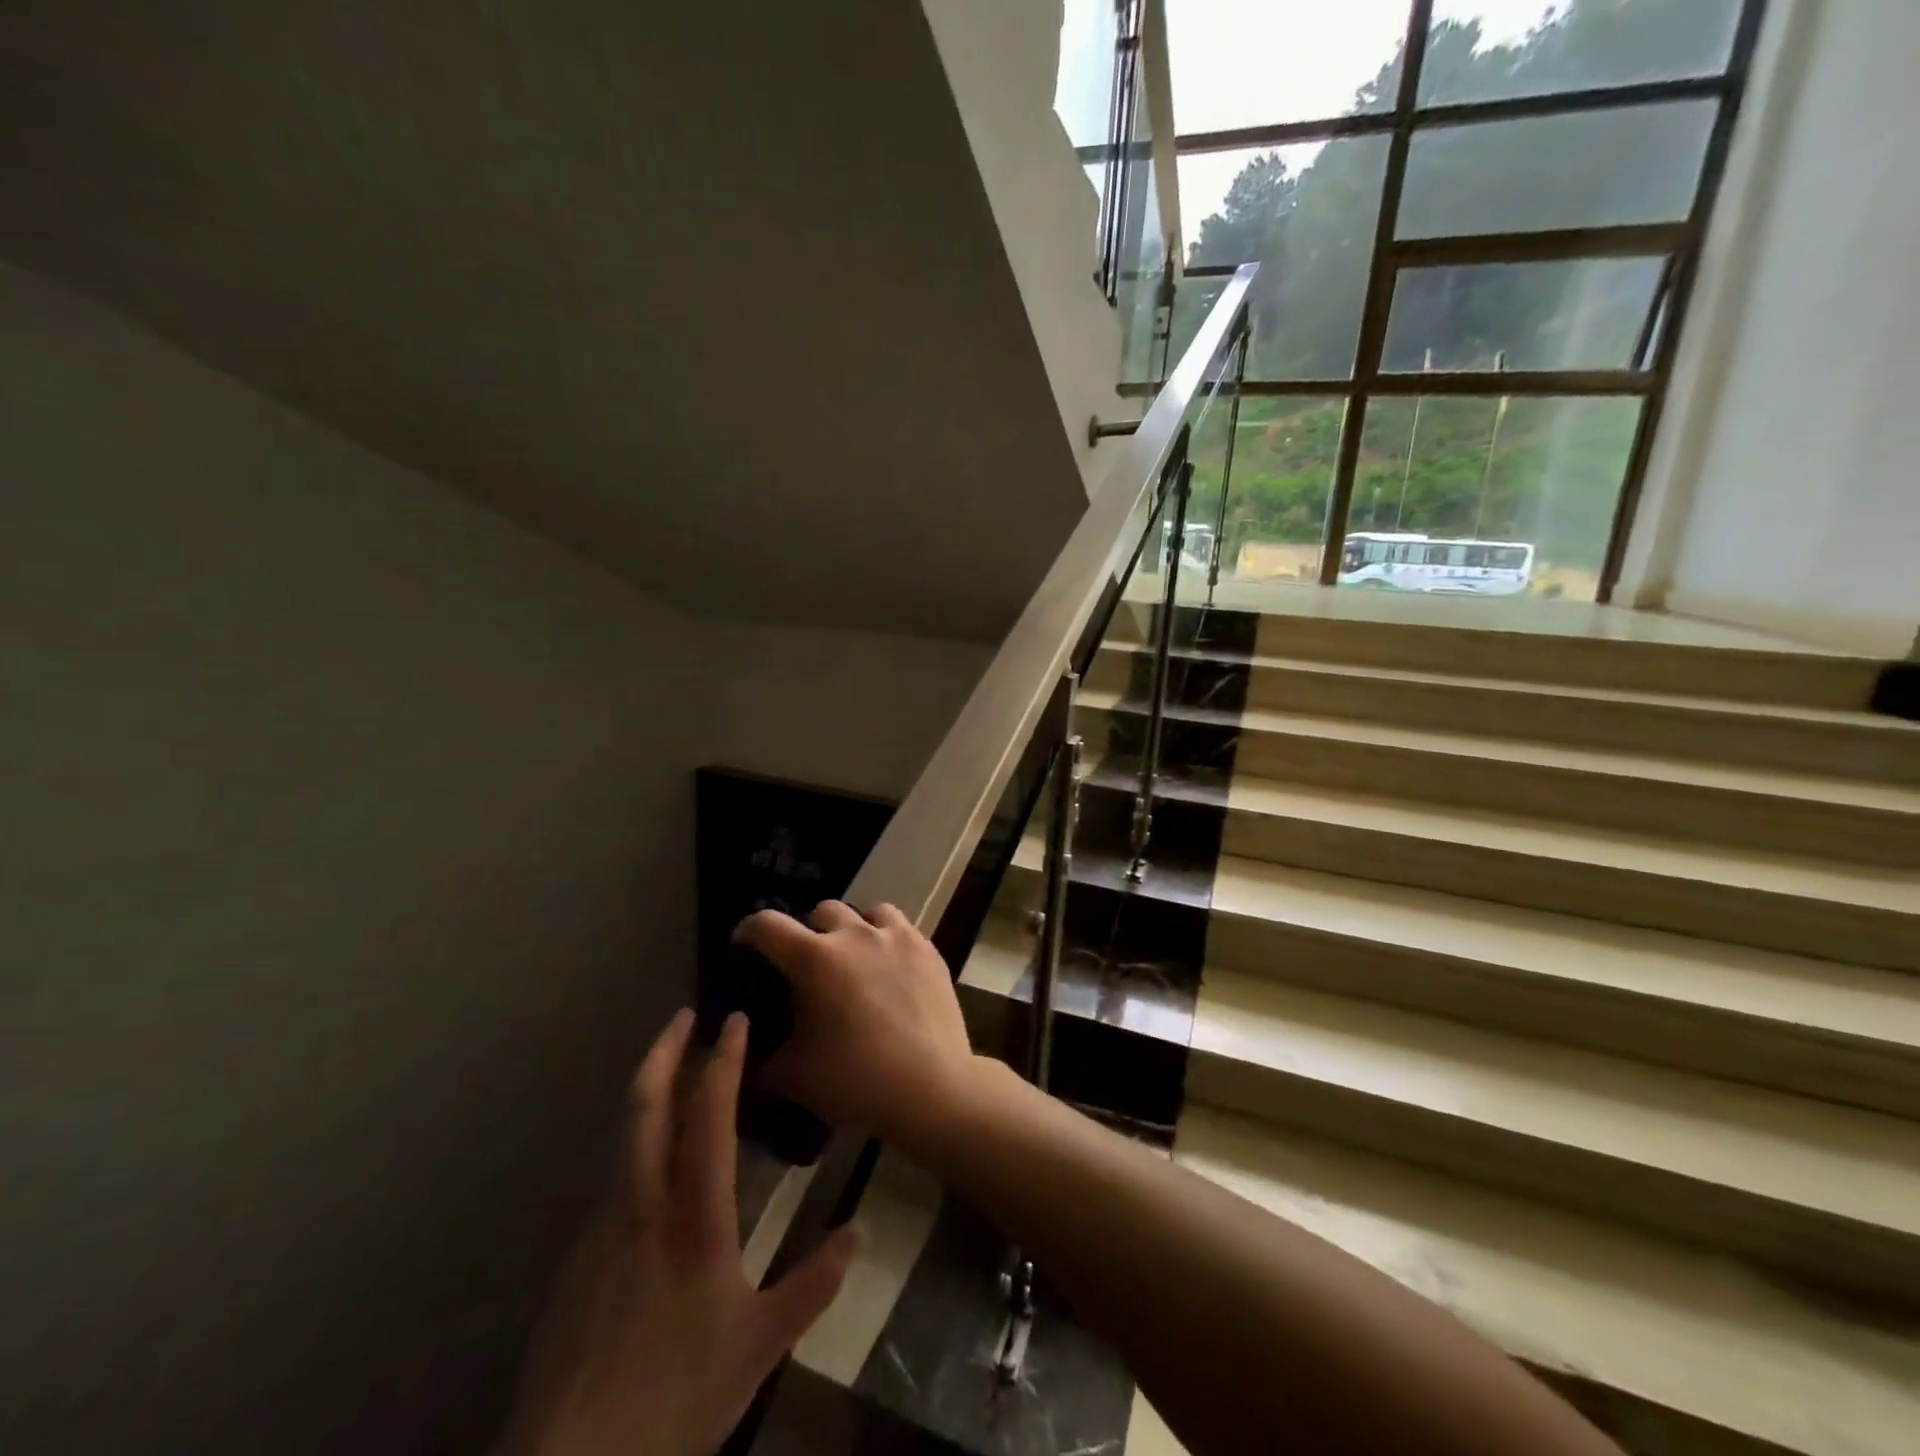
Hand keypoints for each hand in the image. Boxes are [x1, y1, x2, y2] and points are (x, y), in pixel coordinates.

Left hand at [504, 1010, 856, 1455]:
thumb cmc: (676, 1394)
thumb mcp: (759, 1345)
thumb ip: (812, 1284)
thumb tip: (856, 1231)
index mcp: (694, 1218)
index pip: (709, 1117)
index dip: (723, 1062)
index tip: (735, 1019)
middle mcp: (643, 1205)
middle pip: (645, 1107)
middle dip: (664, 1052)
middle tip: (684, 1015)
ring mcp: (603, 1226)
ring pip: (624, 1136)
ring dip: (649, 1090)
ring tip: (675, 1070)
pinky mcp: (579, 1254)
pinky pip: (615, 1174)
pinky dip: (637, 1138)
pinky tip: (654, 1154)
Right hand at [733, 902, 977, 1143]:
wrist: (930, 1087)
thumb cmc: (855, 1080)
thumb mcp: (793, 1075)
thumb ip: (761, 1055)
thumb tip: (746, 1042)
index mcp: (814, 958)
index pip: (767, 925)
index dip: (748, 930)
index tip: (744, 945)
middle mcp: (855, 934)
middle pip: (822, 911)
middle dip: (808, 930)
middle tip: (808, 962)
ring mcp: (896, 937)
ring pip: (867, 913)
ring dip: (853, 929)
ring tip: (854, 957)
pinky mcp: (927, 949)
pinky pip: (900, 929)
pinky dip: (887, 940)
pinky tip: (889, 968)